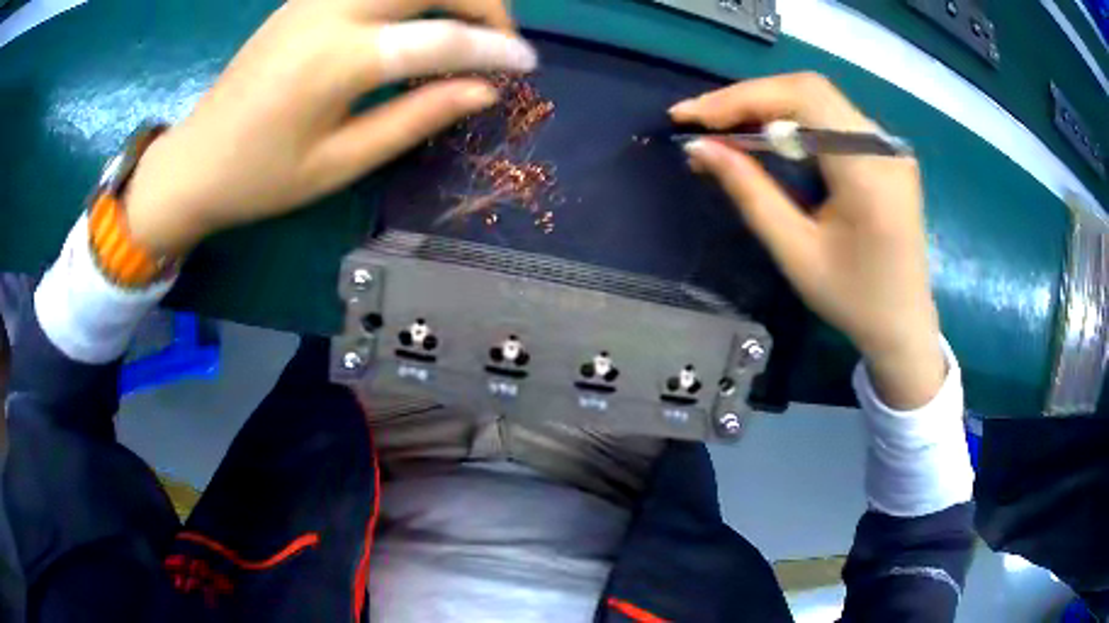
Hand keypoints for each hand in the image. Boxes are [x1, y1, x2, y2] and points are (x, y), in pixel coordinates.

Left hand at [124, 0, 536, 254]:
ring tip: (466, 26)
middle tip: (498, 40)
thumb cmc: (260, 179)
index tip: (527, 66)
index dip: (493, 48)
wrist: (194, 162)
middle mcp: (330, 11)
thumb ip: (415, 118)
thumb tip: (483, 91)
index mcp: (337, 61)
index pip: (440, 38)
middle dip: (481, 1)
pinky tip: (420, 17)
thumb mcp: (340, 164)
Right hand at [670, 73, 944, 408]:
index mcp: (869, 173)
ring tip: (724, 129)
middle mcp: (885, 147)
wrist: (904, 326)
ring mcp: (889, 147)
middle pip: (809, 91)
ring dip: (768, 108)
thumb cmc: (853, 301)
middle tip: (702, 121)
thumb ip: (750, 193)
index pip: (803, 99)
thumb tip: (699, 148)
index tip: (690, 115)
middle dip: (749, 99)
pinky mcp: (886, 154)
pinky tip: (766, 138)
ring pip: (819, 100)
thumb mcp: (795, 253)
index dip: (742, 98)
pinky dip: (792, 121)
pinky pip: (832, 119)